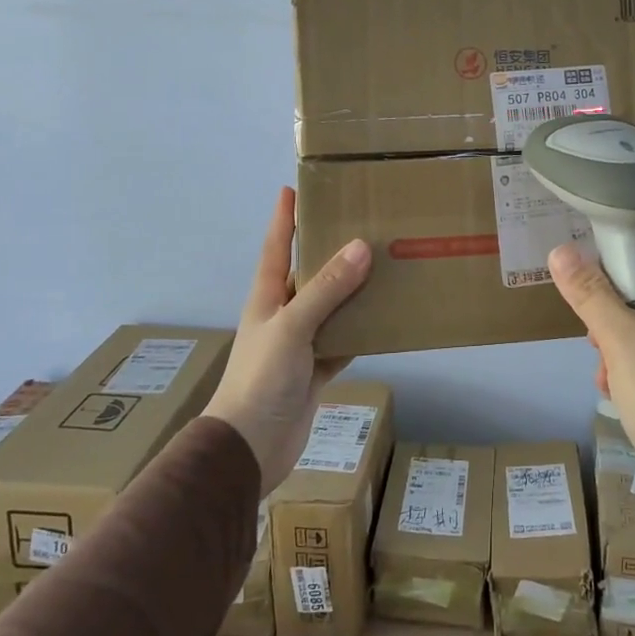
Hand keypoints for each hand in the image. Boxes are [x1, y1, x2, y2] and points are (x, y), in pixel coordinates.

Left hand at [205, 187, 370, 489]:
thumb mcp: (292, 327)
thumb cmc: (261, 379)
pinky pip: (342, 342)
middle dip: (329, 250)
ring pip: (330, 308)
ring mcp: (299, 344)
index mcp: (267, 297)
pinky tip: (384, 320)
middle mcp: (283, 314)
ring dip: (352, 291)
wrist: (249, 447)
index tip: (293, 188)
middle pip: (308, 274)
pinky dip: (360, 332)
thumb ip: (325, 289)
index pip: (276, 247)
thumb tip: (360, 247)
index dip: (284, 218)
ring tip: (383, 267)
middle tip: (361, 224)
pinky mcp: (314, 371)